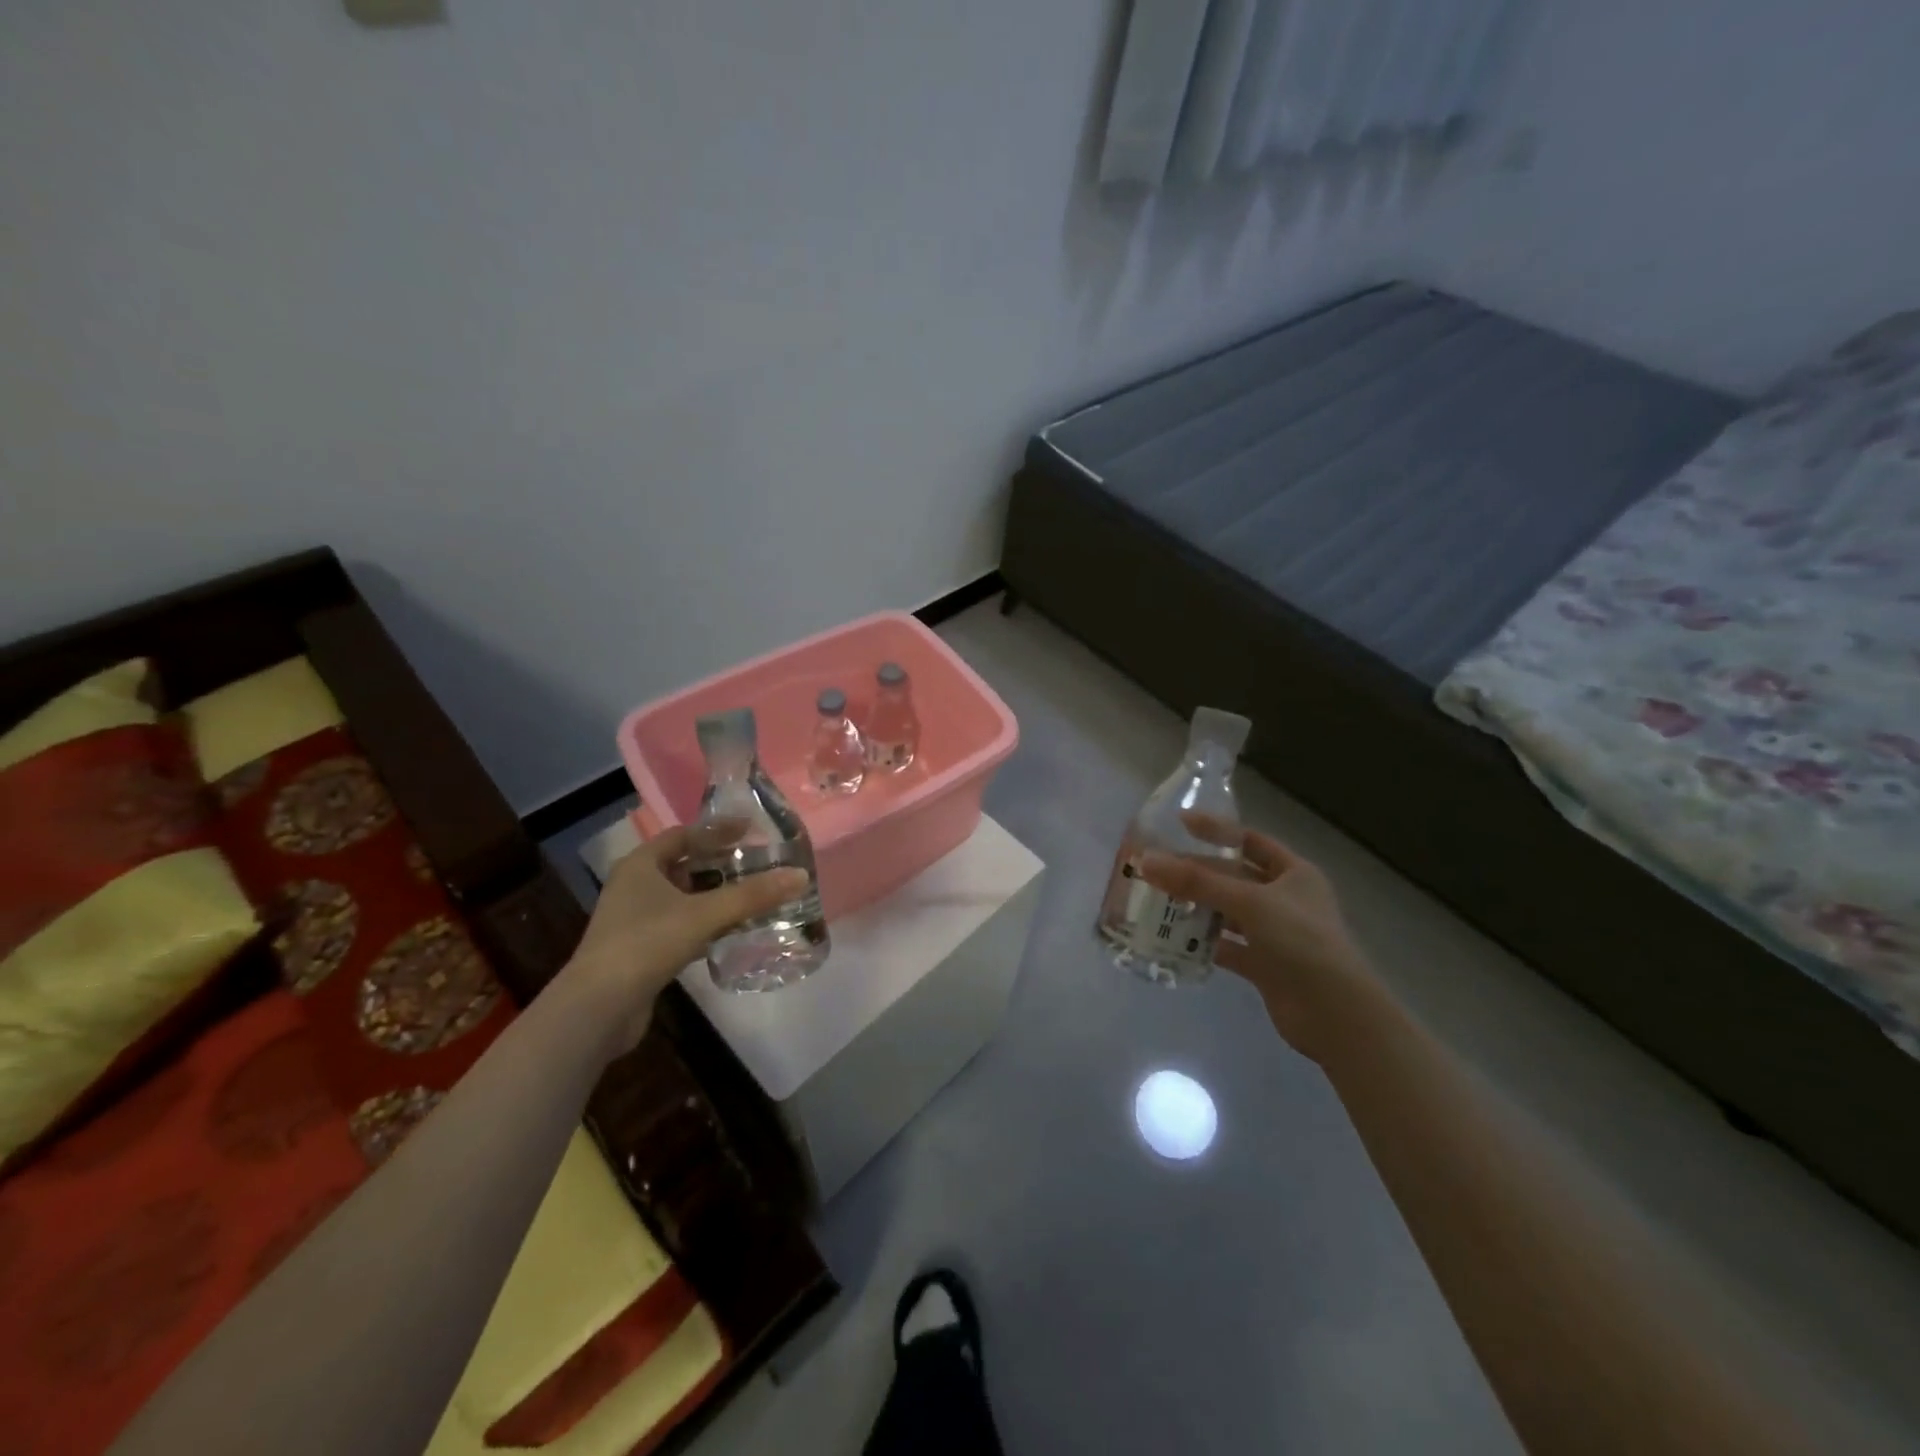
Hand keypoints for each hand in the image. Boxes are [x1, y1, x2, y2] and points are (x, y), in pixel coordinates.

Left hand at [566, 824, 808, 1046]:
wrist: (598, 1008)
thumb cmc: (647, 944)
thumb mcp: (704, 914)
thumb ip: (752, 895)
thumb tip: (800, 875)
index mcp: (641, 864)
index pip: (684, 835)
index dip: (717, 831)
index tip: (751, 830)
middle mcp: (635, 886)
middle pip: (685, 866)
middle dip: (720, 865)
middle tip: (758, 864)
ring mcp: (635, 920)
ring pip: (684, 898)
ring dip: (715, 896)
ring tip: (753, 896)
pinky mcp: (641, 950)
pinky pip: (681, 926)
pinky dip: (706, 924)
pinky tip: (732, 931)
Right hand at [1140, 816, 1375, 1061]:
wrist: (1335, 1014)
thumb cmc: (1301, 942)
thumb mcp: (1249, 903)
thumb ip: (1197, 882)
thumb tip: (1146, 861)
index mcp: (1294, 873)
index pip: (1249, 841)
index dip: (1217, 831)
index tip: (1179, 824)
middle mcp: (1285, 899)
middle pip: (1233, 877)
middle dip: (1197, 873)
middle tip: (1156, 869)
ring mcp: (1275, 934)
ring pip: (1228, 912)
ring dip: (1197, 907)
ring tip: (1157, 901)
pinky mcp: (1264, 965)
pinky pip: (1227, 947)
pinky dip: (1204, 943)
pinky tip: (1174, 940)